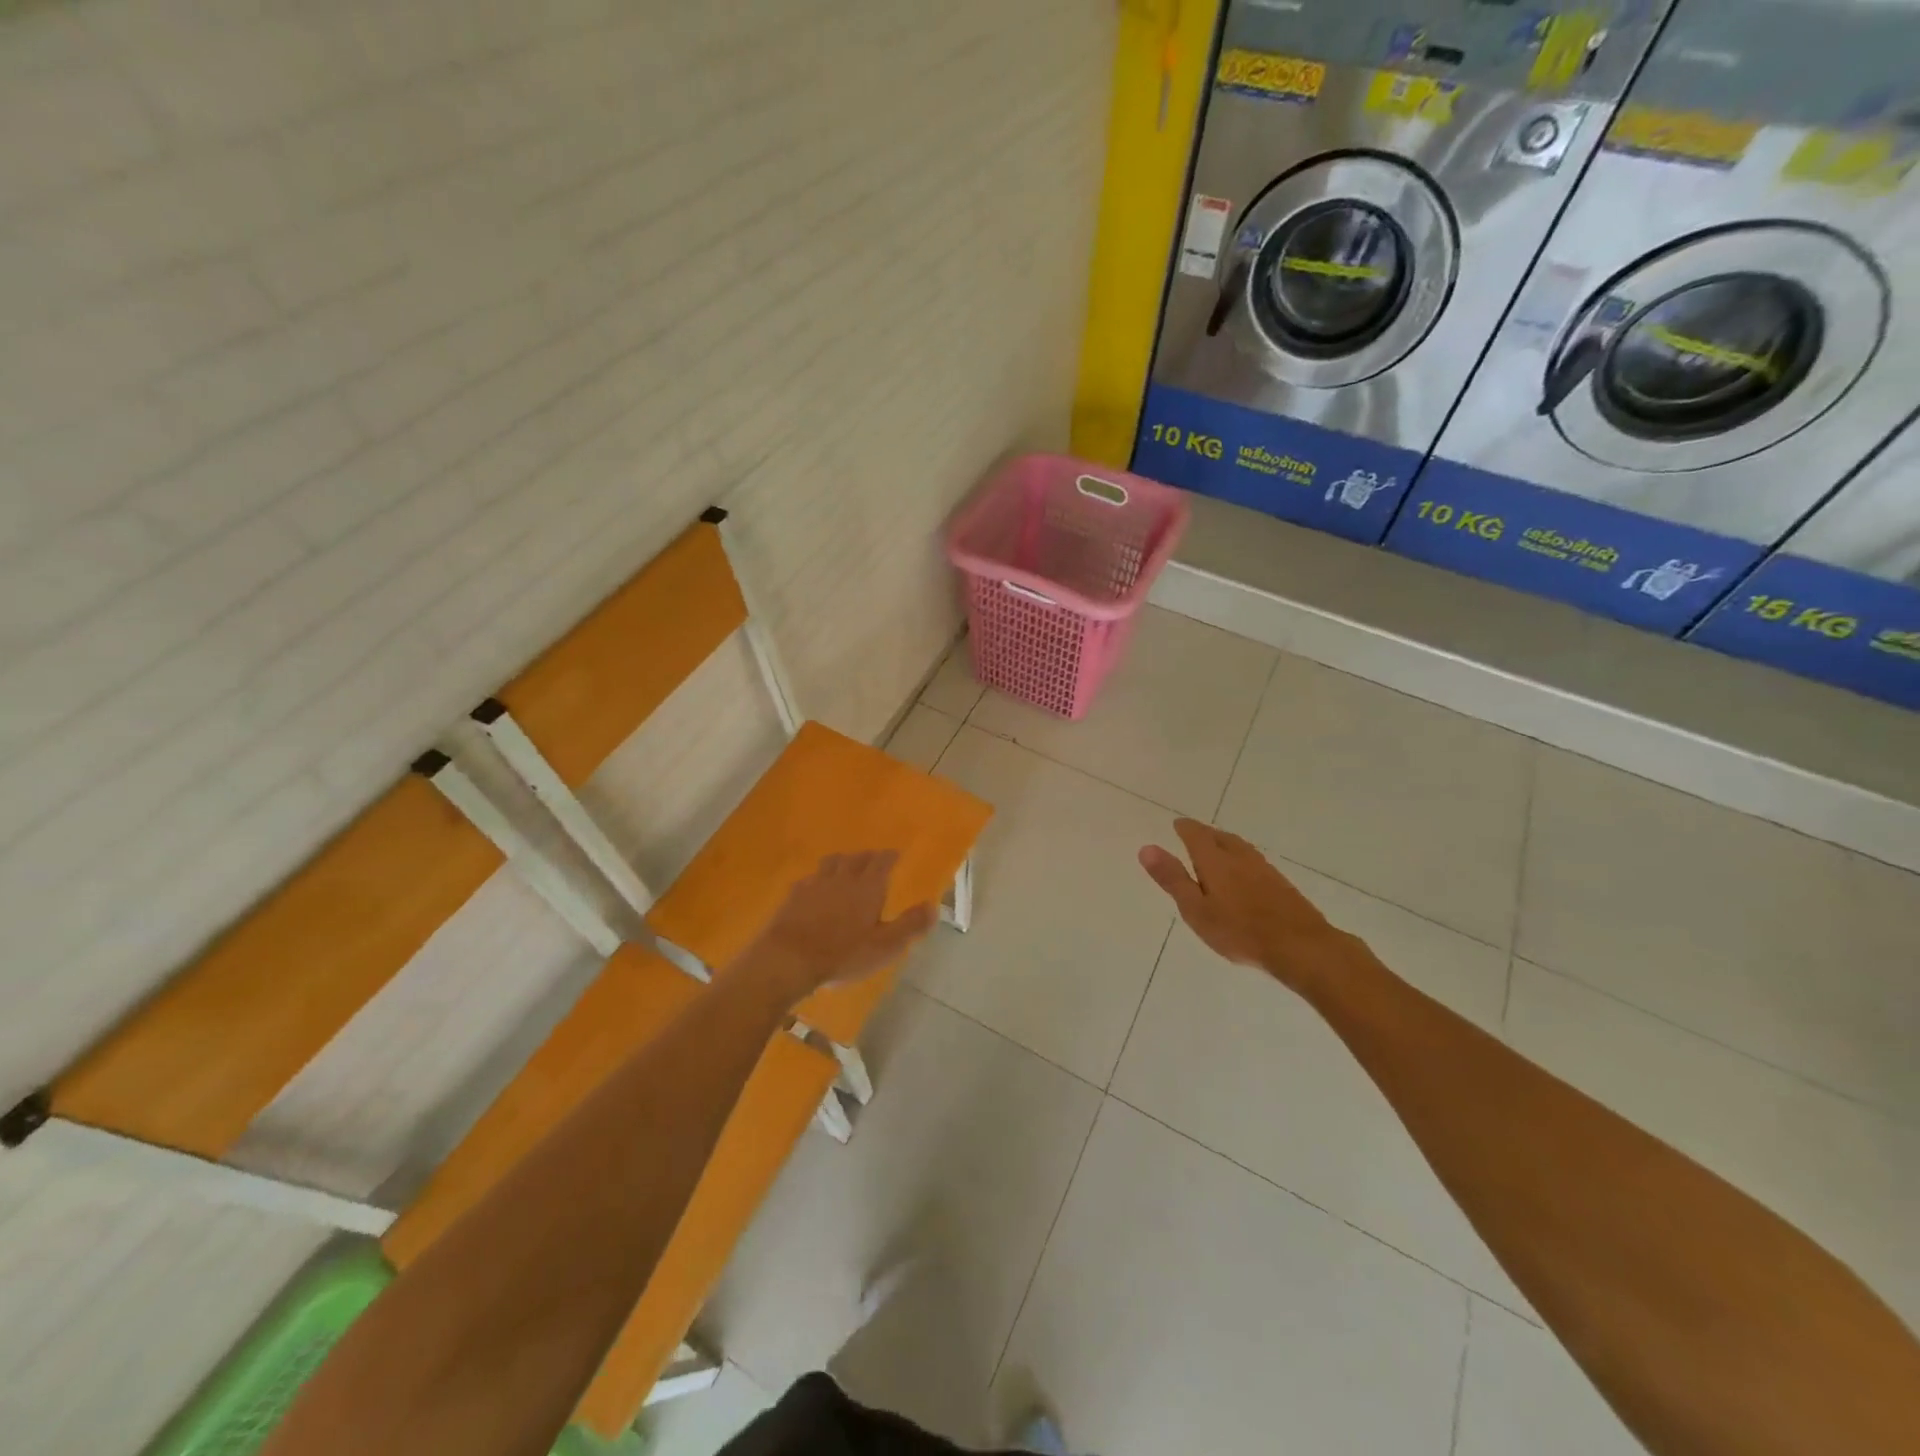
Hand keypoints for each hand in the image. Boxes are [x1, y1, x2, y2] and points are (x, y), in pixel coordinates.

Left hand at [735, 852, 936, 1006]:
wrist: (788, 958)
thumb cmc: (843, 955)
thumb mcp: (885, 946)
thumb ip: (910, 925)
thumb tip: (933, 906)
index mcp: (868, 887)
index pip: (882, 862)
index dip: (890, 856)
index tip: (895, 854)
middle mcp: (843, 878)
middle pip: (857, 858)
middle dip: (868, 856)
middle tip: (874, 858)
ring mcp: (815, 884)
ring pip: (831, 862)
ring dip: (842, 861)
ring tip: (846, 865)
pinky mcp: (793, 896)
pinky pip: (809, 878)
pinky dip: (818, 878)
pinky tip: (815, 886)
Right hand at [1139, 820, 1351, 992]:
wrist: (1300, 946)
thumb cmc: (1240, 931)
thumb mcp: (1195, 909)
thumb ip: (1172, 878)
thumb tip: (1146, 848)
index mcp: (1215, 860)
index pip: (1196, 834)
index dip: (1185, 828)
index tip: (1178, 825)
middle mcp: (1240, 857)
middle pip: (1219, 837)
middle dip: (1205, 833)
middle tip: (1194, 834)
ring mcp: (1264, 869)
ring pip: (1239, 847)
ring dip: (1225, 843)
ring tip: (1217, 848)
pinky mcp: (1281, 884)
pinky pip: (1254, 860)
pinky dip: (1241, 858)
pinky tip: (1244, 872)